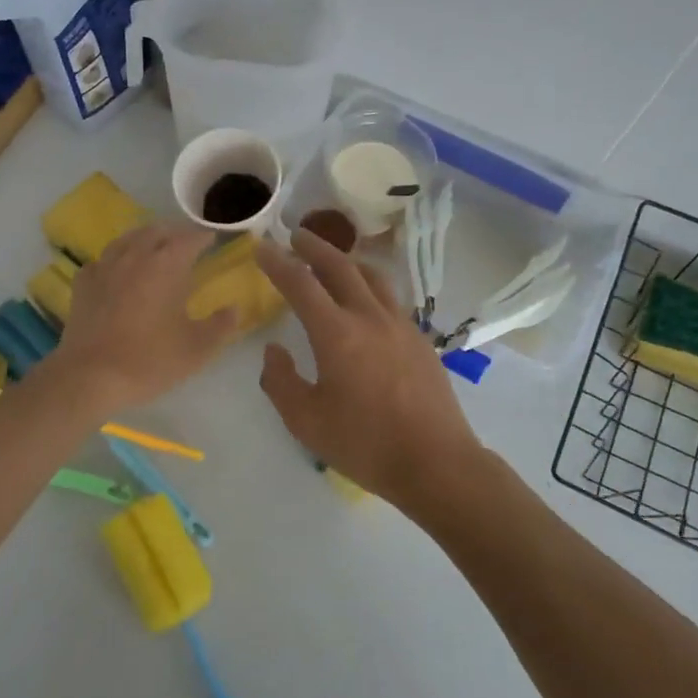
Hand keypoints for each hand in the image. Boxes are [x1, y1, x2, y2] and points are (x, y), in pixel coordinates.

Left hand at [46, 222, 238, 413]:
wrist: (90, 377)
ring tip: (153, 247)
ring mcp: (105, 268)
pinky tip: (116, 271)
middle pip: (156, 232)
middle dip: (174, 233)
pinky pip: (102, 260)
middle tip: (186, 242)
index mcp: (167, 266)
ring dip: (144, 239)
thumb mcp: (197, 349)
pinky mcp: (83, 284)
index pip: (189, 239)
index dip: (203, 237)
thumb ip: (220, 325)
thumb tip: (235, 309)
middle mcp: (135, 257)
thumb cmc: (149, 360)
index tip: (213, 239)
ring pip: (127, 240)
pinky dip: (115, 260)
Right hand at [254, 231, 482, 511]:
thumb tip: (274, 350)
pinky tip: (367, 299)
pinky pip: (390, 297)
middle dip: (314, 247)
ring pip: (372, 276)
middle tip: (296, 235)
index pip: (300, 284)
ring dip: (347, 260)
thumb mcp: (306, 421)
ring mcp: (400, 325)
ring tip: (333, 259)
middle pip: (340, 266)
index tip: (261, 245)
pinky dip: (370, 284)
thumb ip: (281, 381)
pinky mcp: (420, 339)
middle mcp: (369, 317)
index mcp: (337, 333)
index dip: (277, 262)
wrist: (436, 462)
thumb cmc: (365, 444)